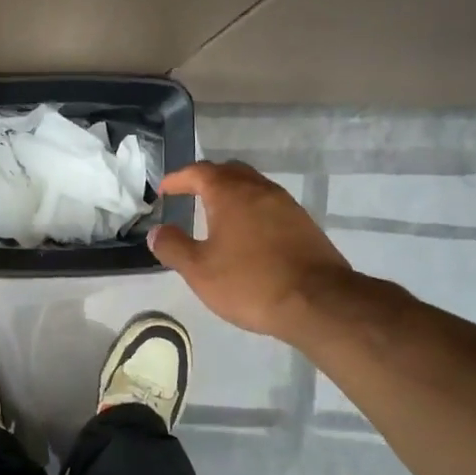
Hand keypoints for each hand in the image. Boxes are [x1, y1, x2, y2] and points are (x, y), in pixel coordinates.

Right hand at [149, 160, 355, 341]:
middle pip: (229, 171)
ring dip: (232, 194)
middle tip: (190, 193)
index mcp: (231, 194)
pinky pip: (270, 205)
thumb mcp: (200, 270)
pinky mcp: (304, 224)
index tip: (164, 189)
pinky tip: (248, 234)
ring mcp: (287, 205)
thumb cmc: (250, 283)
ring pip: (253, 187)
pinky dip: (252, 210)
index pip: (199, 172)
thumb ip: (173, 247)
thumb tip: (157, 231)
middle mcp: (260, 190)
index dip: (178, 178)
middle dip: (207, 179)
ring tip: (217, 214)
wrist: (319, 302)